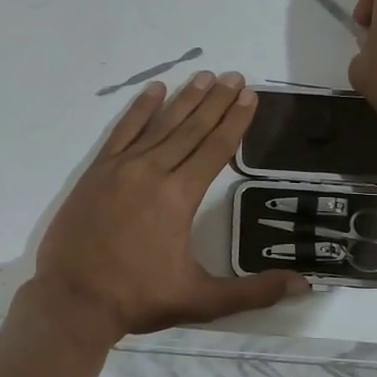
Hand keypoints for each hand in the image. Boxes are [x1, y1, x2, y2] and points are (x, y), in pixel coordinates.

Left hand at [30, 71, 309, 345]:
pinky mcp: (97, 172)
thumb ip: (253, 292)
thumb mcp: (201, 300)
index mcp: (179, 196)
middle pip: (192, 129)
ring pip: (160, 124)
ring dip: (185, 99)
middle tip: (236, 76)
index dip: (235, 122)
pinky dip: (139, 109)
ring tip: (205, 76)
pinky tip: (154, 90)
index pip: (216, 149)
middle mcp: (153, 171)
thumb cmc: (139, 298)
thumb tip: (303, 284)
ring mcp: (121, 168)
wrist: (73, 300)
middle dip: (217, 101)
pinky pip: (122, 131)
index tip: (249, 96)